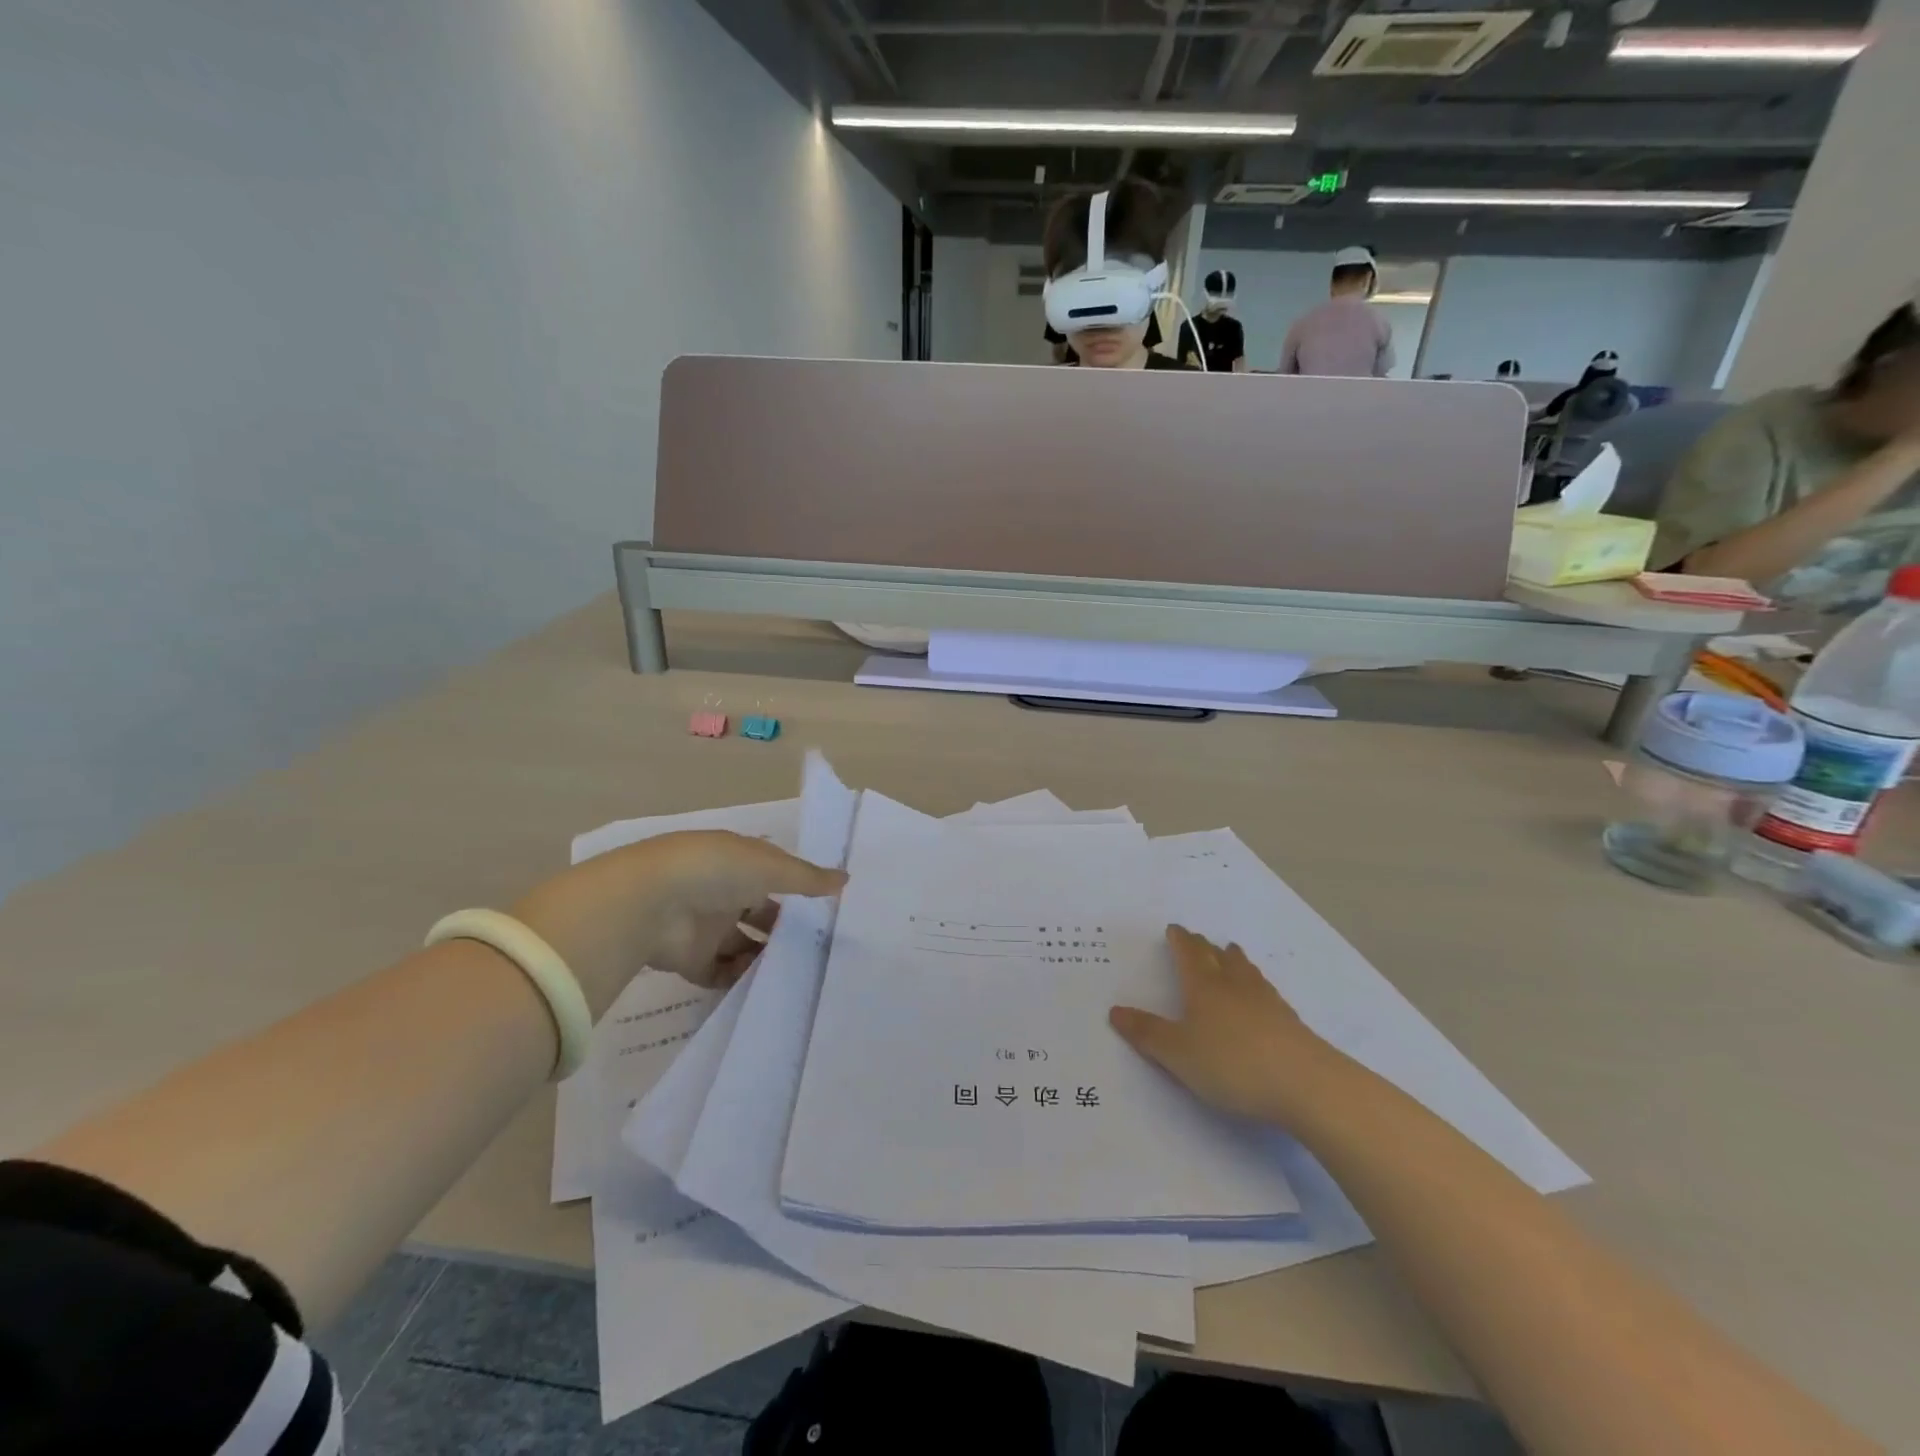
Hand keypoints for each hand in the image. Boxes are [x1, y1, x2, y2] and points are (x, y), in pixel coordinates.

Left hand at [511, 831, 845, 1015]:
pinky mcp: (690, 959)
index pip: (773, 873)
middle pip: (760, 911)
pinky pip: (721, 973)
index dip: (797, 887)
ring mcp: (704, 926)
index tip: (826, 907)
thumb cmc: (715, 870)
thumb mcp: (769, 867)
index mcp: (737, 861)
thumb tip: (846, 879)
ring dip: (764, 955)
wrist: (649, 904)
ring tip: (798, 971)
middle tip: (818, 946)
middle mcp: (721, 891)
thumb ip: (807, 879)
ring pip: (742, 943)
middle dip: (783, 927)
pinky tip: (767, 986)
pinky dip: (740, 980)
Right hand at [1109, 926, 1337, 1123]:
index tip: (1175, 929)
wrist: (1306, 1085)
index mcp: (1204, 987)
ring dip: (1234, 960)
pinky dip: (1256, 985)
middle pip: (1219, 957)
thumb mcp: (1178, 1054)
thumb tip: (1115, 1010)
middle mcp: (1235, 985)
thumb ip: (1147, 1033)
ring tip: (1231, 953)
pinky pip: (1266, 992)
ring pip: (1246, 971)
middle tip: (1199, 939)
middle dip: (1205, 947)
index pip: (1189, 954)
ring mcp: (1267, 1002)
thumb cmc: (1232, 1064)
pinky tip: (1261, 996)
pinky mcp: (1290, 1022)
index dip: (1180, 940)